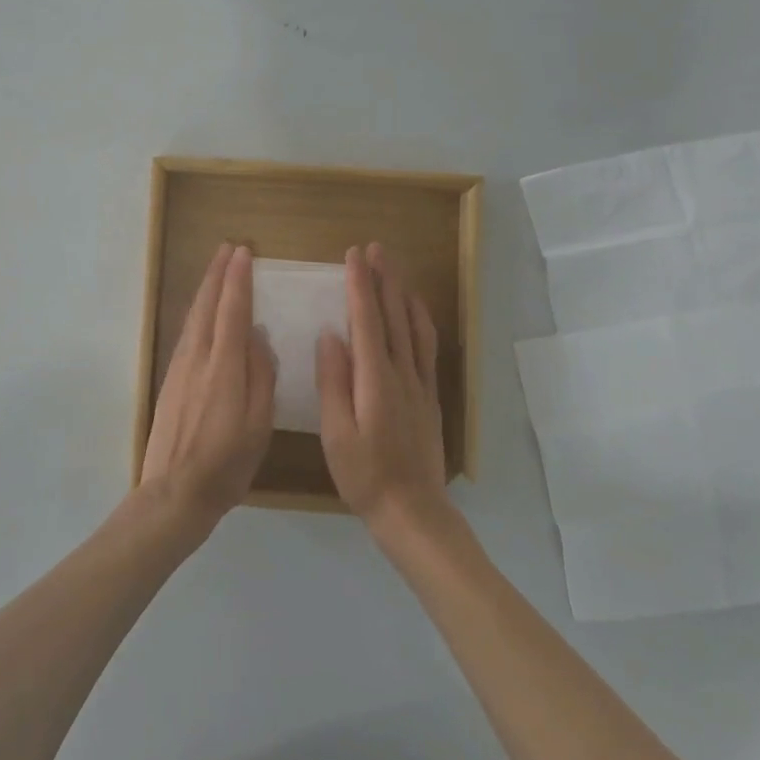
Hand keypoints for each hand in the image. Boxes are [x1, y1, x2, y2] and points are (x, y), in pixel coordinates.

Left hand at [138, 243, 277, 527]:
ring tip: (215, 271)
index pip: (232, 311)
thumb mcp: (258, 424)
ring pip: (193, 318)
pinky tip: (201, 314)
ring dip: (205, 290)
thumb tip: (257, 336)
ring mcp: (179, 369)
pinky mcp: (170, 382)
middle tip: (228, 249)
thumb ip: (260, 376)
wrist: (175, 492)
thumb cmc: (226, 463)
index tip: (244, 253)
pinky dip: (197, 314)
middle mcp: (197, 359)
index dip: (238, 280)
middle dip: (217, 275)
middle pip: (206, 306)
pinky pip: (186, 335)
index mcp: (223, 367)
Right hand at [317, 243, 447, 531]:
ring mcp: (420, 384)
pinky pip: (427, 347)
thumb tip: (330, 336)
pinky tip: (415, 311)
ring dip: (402, 293)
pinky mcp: (430, 396)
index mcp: (375, 380)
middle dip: (383, 279)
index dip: (360, 286)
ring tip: (393, 268)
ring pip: (414, 327)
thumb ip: (333, 383)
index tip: (353, 256)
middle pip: (394, 316)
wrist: (413, 511)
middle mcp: (402, 373)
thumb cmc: (365, 475)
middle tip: (374, 248)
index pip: (367, 321)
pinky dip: (421, 320)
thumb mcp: (337, 434)